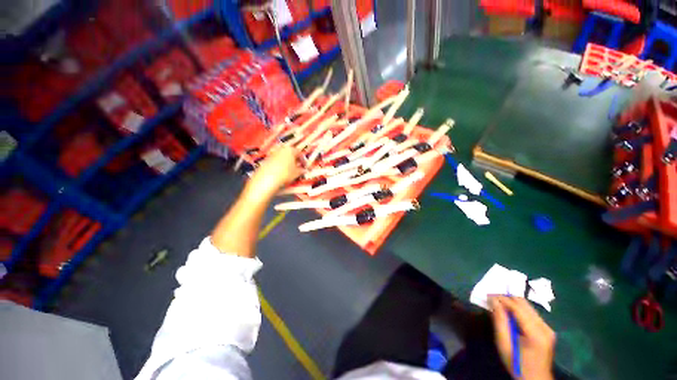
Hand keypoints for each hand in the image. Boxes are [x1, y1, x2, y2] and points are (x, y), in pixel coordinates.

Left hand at [247, 144, 303, 197]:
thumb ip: (302, 170)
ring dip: (287, 162)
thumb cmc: (285, 174)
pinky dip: (280, 165)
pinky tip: (281, 172)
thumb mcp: (296, 173)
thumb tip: (305, 170)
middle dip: (294, 160)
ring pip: (282, 157)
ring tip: (290, 171)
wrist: (267, 179)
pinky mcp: (266, 159)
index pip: (299, 153)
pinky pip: (276, 161)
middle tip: (298, 168)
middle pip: (290, 153)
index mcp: (290, 150)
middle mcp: (281, 149)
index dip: (303, 160)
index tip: (305, 166)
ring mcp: (273, 154)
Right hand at [490, 296, 555, 379]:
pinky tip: (510, 313)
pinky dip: (518, 309)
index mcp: (535, 333)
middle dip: (507, 298)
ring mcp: (548, 328)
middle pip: (525, 304)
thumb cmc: (517, 364)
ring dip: (513, 303)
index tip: (488, 295)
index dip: (502, 299)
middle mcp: (545, 327)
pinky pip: (531, 313)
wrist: (535, 379)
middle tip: (492, 298)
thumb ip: (499, 322)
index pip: (518, 308)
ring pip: (528, 307)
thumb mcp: (504, 345)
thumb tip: (493, 301)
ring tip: (499, 304)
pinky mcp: (547, 329)